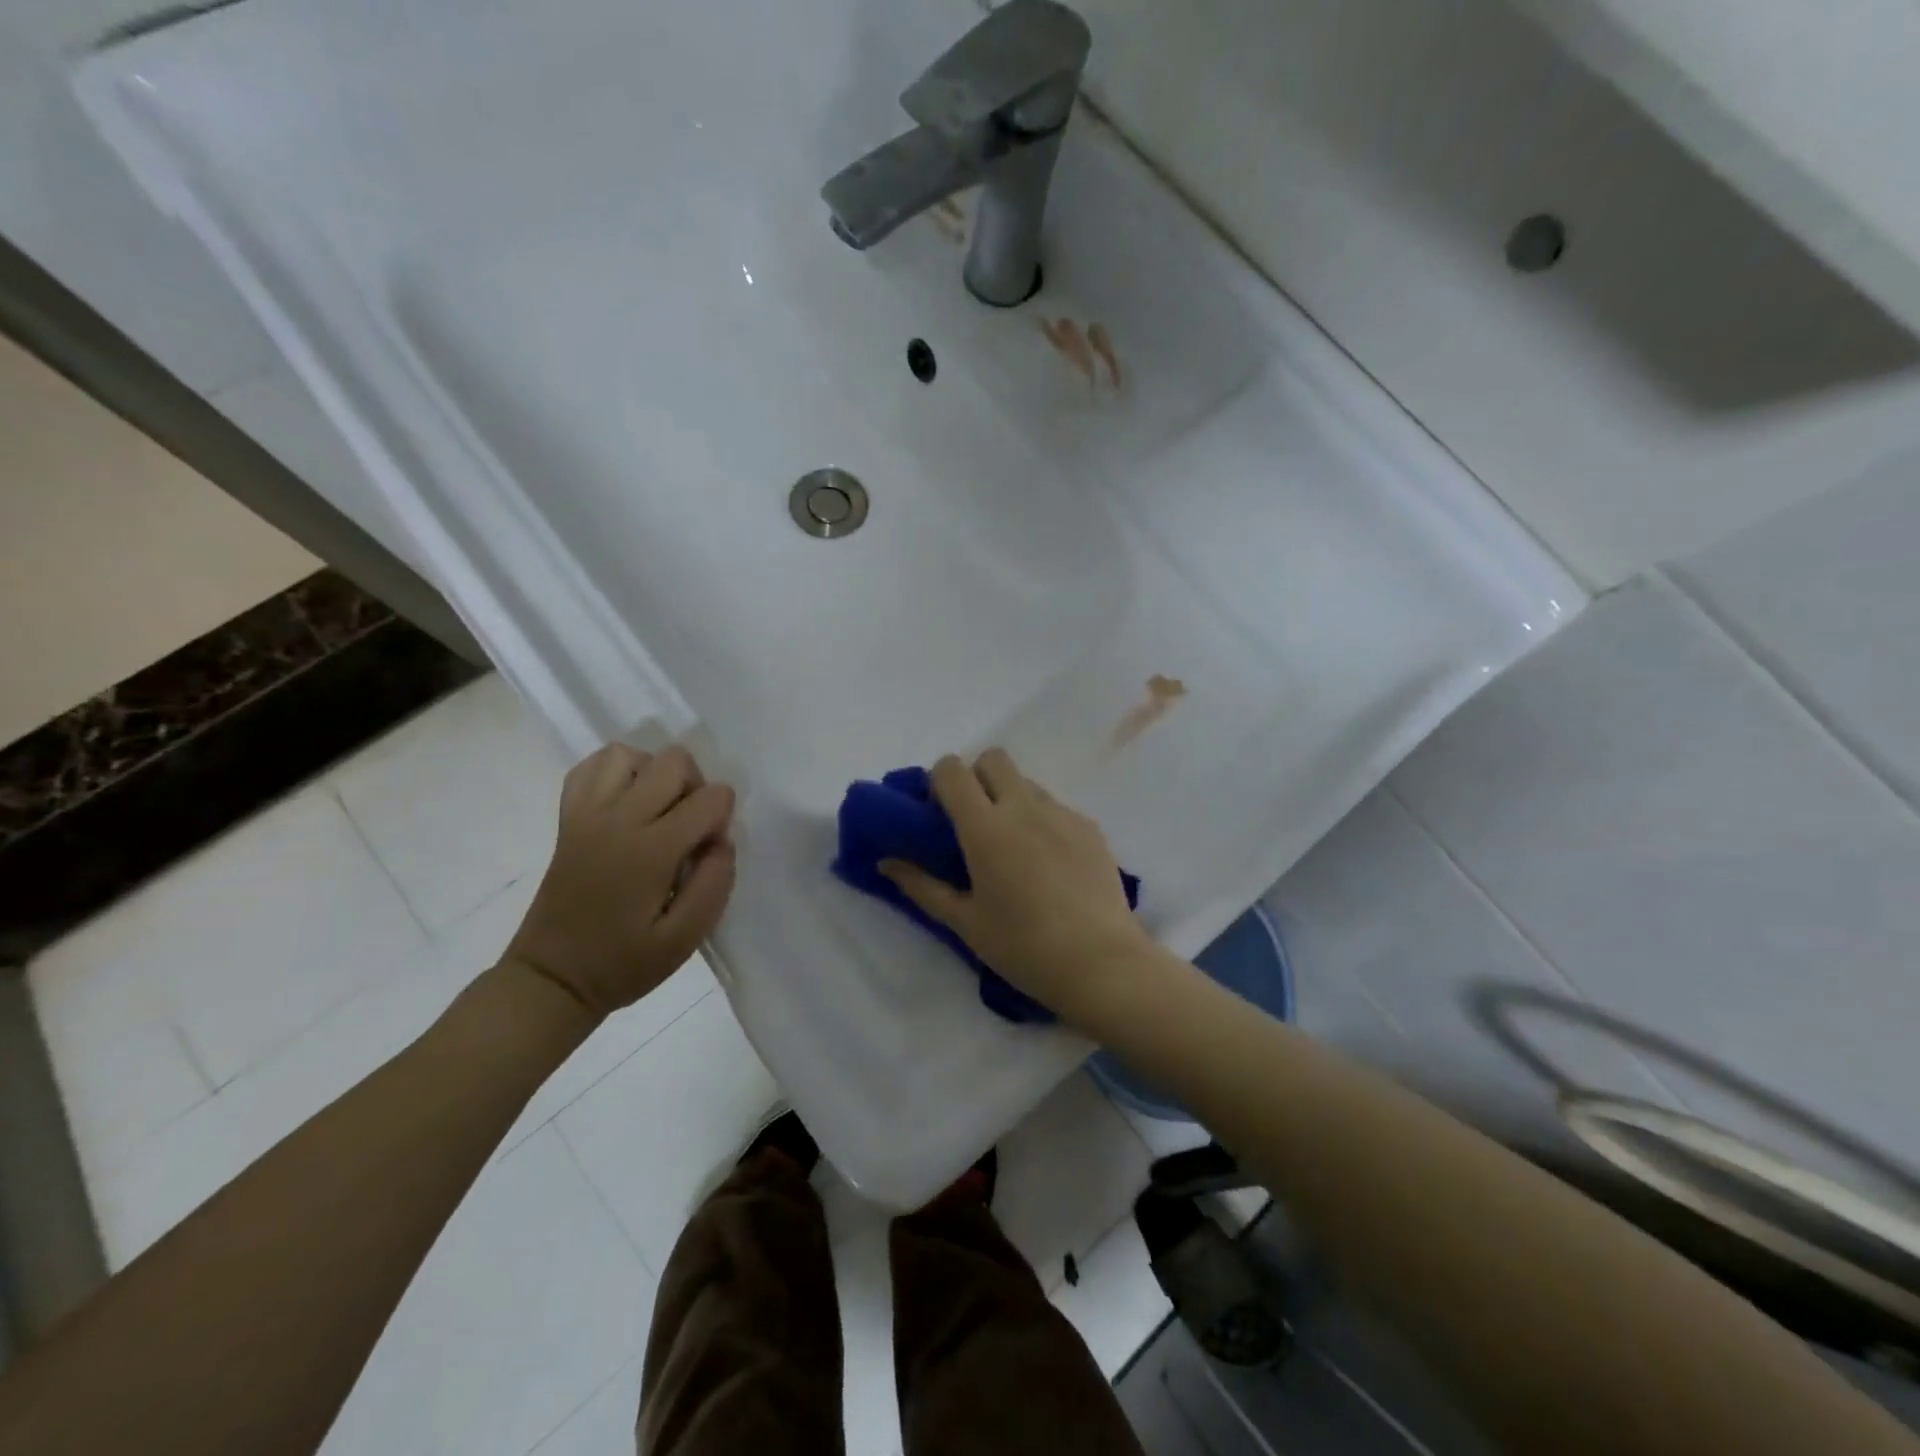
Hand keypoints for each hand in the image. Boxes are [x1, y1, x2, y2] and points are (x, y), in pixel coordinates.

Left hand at [505, 744, 735, 1018]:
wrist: (552, 978)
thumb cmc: (622, 963)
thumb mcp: (684, 940)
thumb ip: (714, 885)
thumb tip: (722, 842)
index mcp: (650, 850)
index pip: (710, 798)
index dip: (722, 820)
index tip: (707, 853)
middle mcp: (618, 819)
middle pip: (674, 761)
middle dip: (696, 788)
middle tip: (688, 831)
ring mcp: (586, 814)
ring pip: (630, 754)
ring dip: (654, 774)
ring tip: (658, 812)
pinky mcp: (568, 817)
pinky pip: (591, 767)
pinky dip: (616, 772)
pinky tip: (626, 802)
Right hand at [880, 749, 1158, 1028]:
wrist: (1101, 964)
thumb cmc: (1023, 947)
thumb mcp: (964, 922)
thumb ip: (922, 885)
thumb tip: (887, 862)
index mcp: (986, 827)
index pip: (952, 769)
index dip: (939, 782)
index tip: (939, 815)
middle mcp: (1024, 807)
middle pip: (993, 758)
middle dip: (977, 777)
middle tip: (974, 822)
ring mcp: (1062, 813)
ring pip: (1026, 782)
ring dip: (1009, 798)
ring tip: (1013, 848)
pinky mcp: (1089, 827)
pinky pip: (1055, 807)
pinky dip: (1041, 821)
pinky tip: (1048, 865)